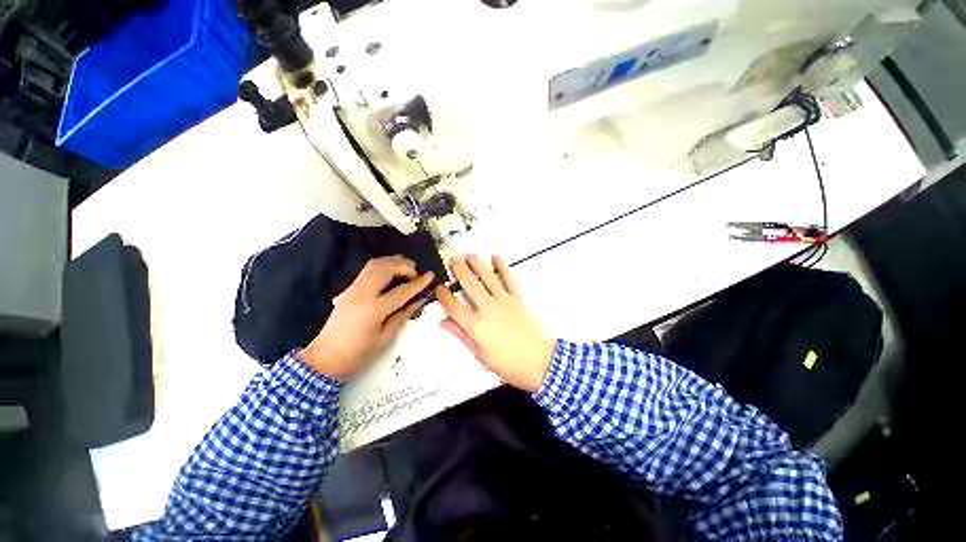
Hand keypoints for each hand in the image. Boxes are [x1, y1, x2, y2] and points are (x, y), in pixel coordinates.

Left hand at [298, 256, 433, 379]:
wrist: (326, 357)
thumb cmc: (357, 355)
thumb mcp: (383, 340)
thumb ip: (400, 318)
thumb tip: (416, 302)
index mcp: (374, 309)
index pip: (401, 291)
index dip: (418, 283)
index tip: (431, 276)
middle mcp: (363, 293)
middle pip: (385, 268)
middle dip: (403, 265)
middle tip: (416, 271)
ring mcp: (352, 290)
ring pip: (373, 265)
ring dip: (390, 262)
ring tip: (404, 267)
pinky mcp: (347, 291)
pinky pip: (365, 271)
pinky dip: (379, 267)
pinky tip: (387, 273)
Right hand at [436, 254, 555, 392]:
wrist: (540, 362)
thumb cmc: (510, 365)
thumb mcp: (480, 356)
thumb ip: (461, 335)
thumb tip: (444, 323)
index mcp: (475, 327)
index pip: (452, 306)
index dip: (443, 295)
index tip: (439, 288)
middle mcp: (488, 310)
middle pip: (469, 285)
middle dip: (458, 270)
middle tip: (451, 260)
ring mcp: (504, 303)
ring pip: (487, 278)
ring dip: (477, 264)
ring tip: (468, 255)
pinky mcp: (518, 300)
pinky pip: (508, 279)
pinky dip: (501, 267)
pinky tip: (496, 258)